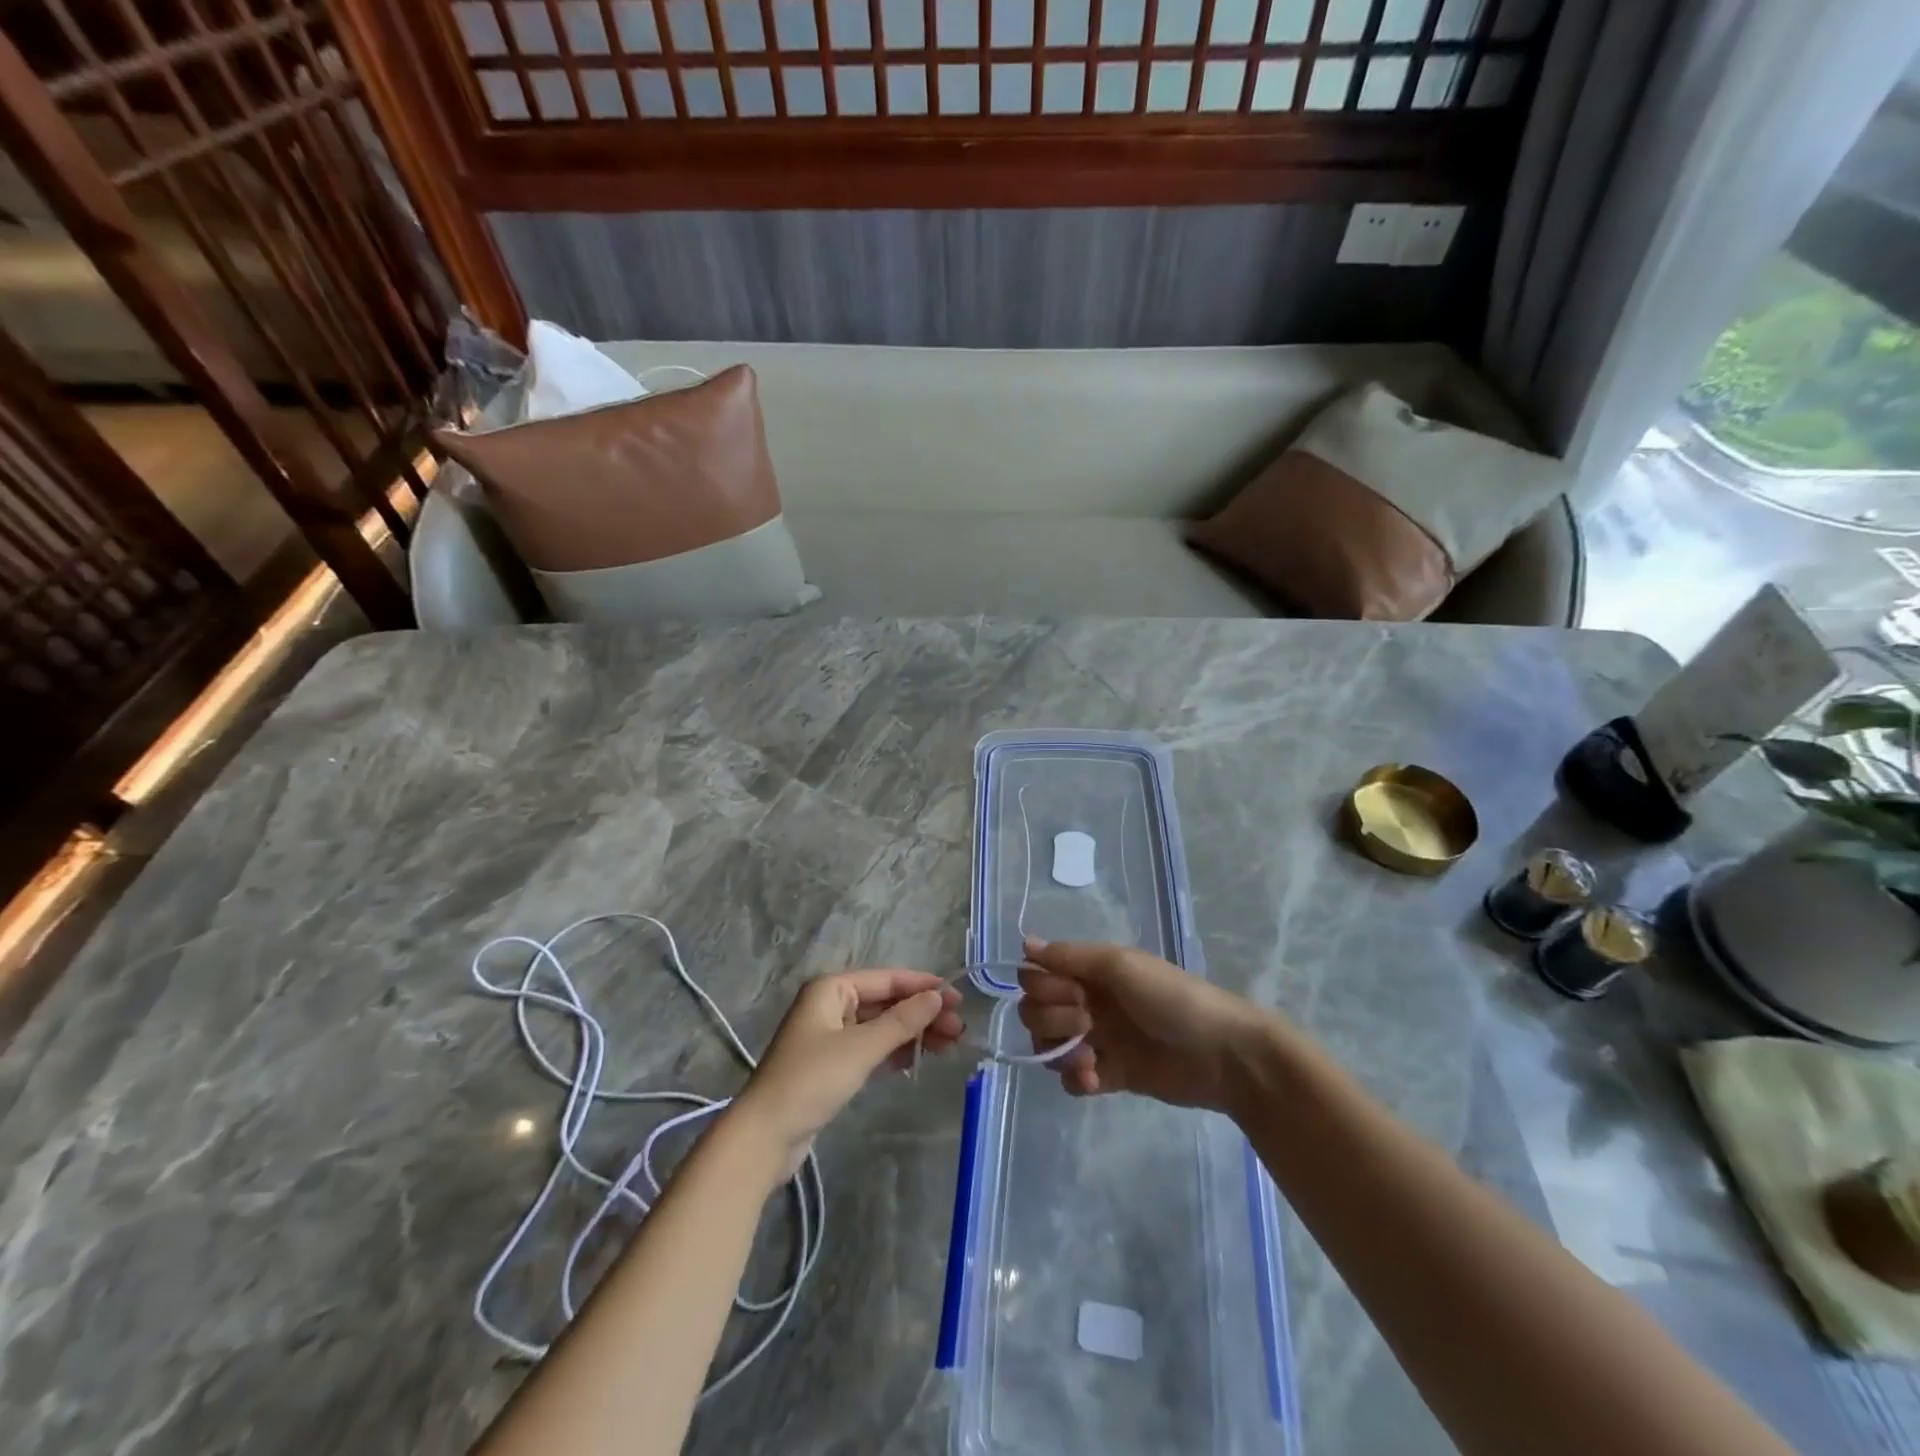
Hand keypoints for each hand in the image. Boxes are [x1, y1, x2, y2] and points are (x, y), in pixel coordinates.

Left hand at [729, 970, 963, 1166]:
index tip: (957, 997)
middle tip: (958, 1029)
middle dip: (922, 1013)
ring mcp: (830, 1035)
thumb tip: (937, 997)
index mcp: (831, 988)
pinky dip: (895, 1051)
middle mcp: (831, 1005)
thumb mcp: (861, 1048)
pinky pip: (872, 1047)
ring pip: (881, 1026)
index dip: (923, 986)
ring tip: (950, 1044)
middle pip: (885, 1002)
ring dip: (913, 1033)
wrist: (765, 1136)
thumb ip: (902, 1021)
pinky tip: (919, 1058)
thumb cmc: (811, 1080)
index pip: (886, 979)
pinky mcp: (832, 1064)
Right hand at [1017, 938, 1266, 1112]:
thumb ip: (1070, 957)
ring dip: (1058, 1051)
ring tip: (1089, 1059)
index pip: (1037, 975)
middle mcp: (1088, 1001)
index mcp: (1090, 971)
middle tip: (1085, 1024)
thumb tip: (1024, 944)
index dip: (1041, 986)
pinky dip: (1075, 1079)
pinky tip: (1095, 1080)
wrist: (1222, 1055)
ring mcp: (1098, 1039)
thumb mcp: (1120, 966)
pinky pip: (1071, 1078)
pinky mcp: (1109, 1075)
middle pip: (1036, 1010)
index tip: (1069, 993)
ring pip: (1048, 1044)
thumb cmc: (1171, 999)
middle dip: (1051, 1019)